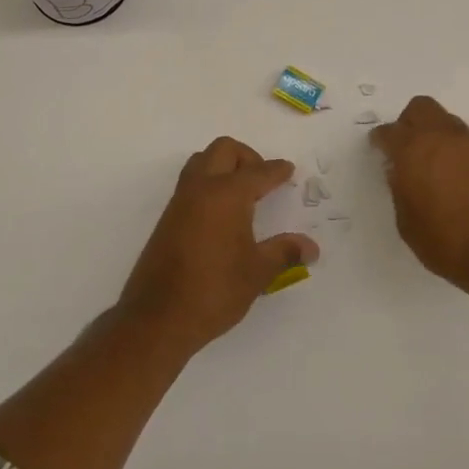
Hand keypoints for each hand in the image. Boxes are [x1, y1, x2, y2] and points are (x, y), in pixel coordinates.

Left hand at [118, 137, 316, 352]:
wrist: (158, 318)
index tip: (289, 170)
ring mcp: (181, 201)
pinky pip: (191, 183)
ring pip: (202, 161)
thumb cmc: (214, 290)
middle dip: (248, 157)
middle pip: (225, 150)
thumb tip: (311, 247)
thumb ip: (285, 252)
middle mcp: (202, 187)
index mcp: (228, 194)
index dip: (277, 170)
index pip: (259, 171)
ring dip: (223, 166)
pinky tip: (222, 213)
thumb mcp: (257, 272)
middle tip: (263, 181)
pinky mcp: (168, 217)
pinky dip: (209, 183)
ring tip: (242, 194)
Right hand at [371, 96, 468, 293]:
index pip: (389, 132)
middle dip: (407, 122)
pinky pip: (461, 139)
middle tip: (402, 147)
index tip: (377, 150)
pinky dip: (450, 146)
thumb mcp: (406, 221)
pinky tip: (448, 172)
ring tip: (427, 160)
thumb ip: (399, 189)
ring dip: (431, 131)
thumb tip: (399, 172)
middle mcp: (440, 137)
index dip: (380, 140)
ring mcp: (468, 144)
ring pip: (443, 119)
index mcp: (412, 149)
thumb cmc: (444, 241)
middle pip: (420, 108)